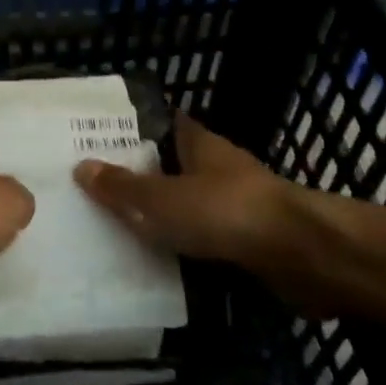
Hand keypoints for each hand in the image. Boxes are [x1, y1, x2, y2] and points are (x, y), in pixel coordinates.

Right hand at [74, 116, 286, 264]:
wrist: (303, 256)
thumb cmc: (228, 212)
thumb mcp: (165, 200)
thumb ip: (124, 188)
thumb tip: (81, 167)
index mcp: (196, 142)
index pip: (159, 122)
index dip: (129, 128)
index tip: (94, 138)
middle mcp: (214, 166)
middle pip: (167, 165)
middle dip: (136, 175)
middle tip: (91, 188)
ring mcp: (233, 203)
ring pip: (184, 204)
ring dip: (158, 215)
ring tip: (111, 227)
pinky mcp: (245, 240)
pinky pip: (201, 238)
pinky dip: (180, 246)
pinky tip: (153, 261)